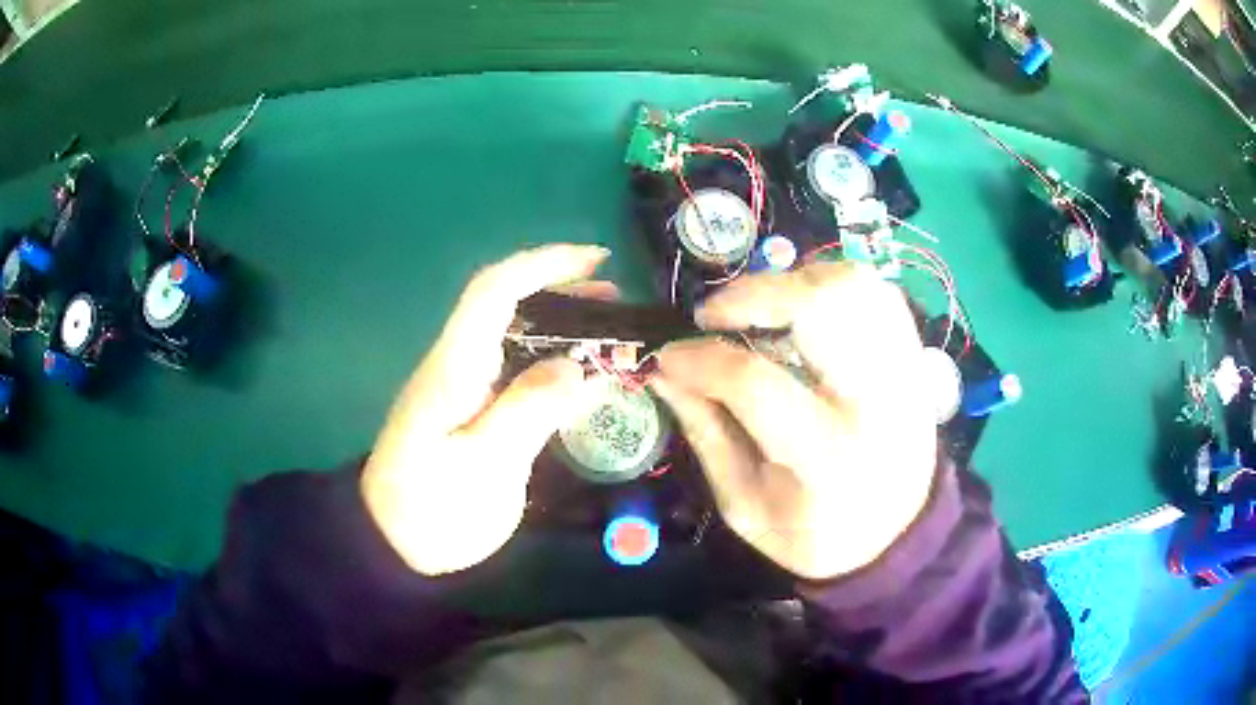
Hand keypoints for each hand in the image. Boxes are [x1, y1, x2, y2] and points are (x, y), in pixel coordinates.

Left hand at [361, 244, 611, 575]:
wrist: (394, 542)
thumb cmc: (430, 508)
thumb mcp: (482, 467)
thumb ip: (527, 412)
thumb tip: (577, 366)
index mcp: (454, 368)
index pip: (494, 292)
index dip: (543, 265)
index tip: (595, 260)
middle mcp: (459, 365)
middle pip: (506, 305)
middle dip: (561, 289)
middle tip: (615, 300)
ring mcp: (465, 388)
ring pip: (515, 337)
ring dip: (562, 324)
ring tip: (610, 332)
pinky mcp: (474, 411)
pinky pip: (518, 372)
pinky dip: (555, 364)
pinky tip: (585, 378)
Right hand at [651, 263, 937, 580]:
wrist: (896, 533)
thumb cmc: (815, 533)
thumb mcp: (745, 507)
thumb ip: (706, 435)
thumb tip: (664, 372)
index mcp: (827, 458)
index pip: (757, 384)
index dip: (701, 361)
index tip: (669, 357)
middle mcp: (875, 402)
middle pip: (819, 307)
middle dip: (753, 295)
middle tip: (714, 315)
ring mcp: (903, 370)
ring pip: (852, 285)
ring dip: (793, 282)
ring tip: (759, 308)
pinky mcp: (913, 356)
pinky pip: (875, 291)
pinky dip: (830, 284)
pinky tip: (802, 309)